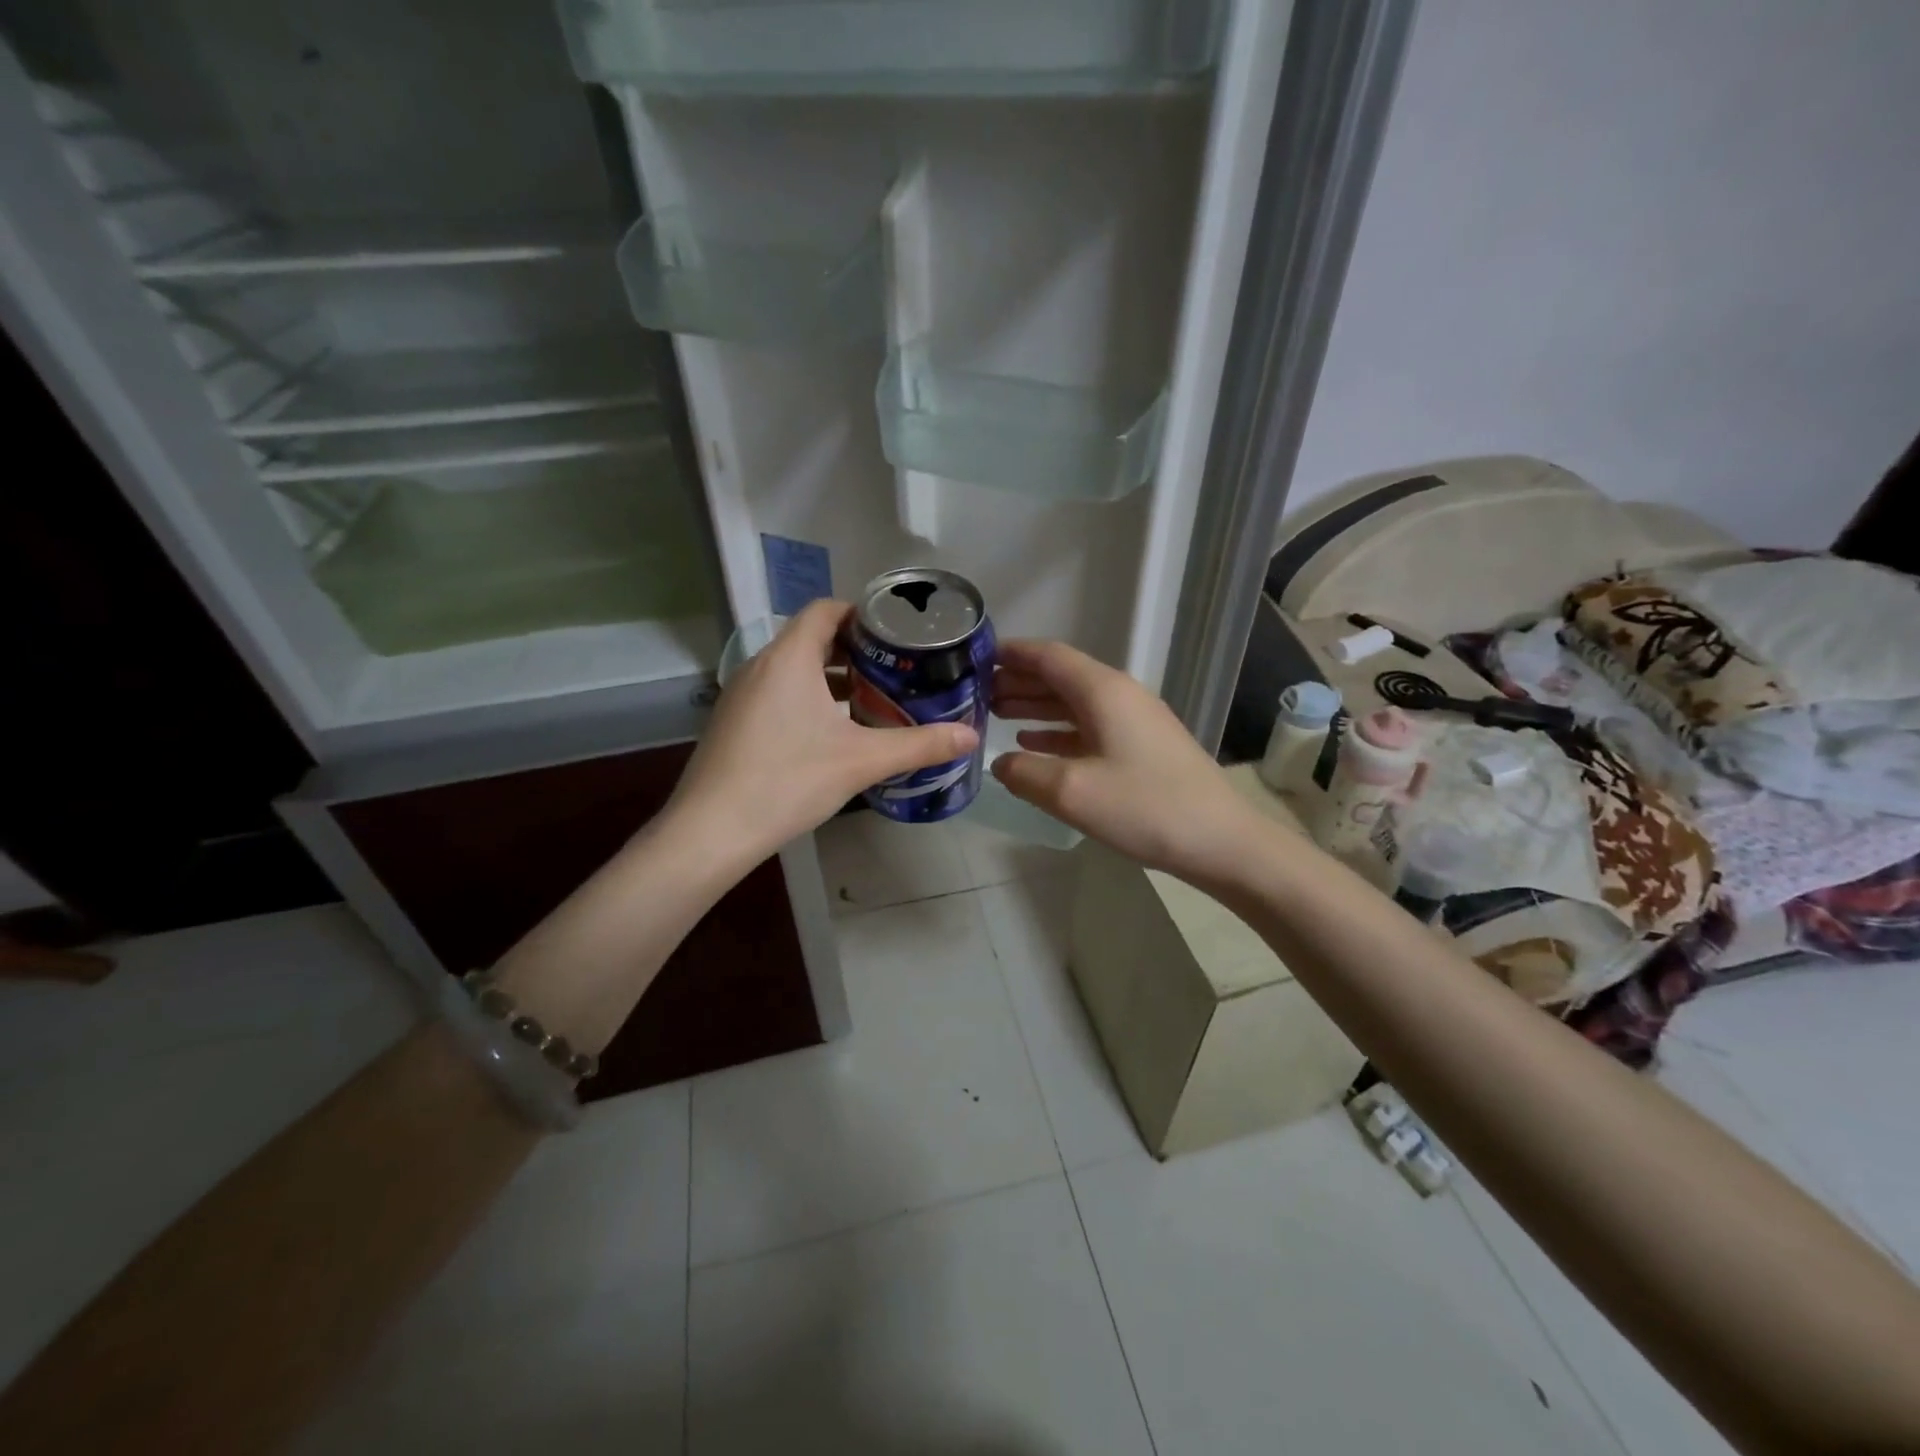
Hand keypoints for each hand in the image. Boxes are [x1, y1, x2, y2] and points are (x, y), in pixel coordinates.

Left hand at [668, 599, 978, 866]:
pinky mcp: (733, 722)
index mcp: (789, 658)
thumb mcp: (862, 761)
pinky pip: (777, 693)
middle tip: (895, 671)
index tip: (896, 635)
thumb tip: (972, 737)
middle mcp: (760, 666)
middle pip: (812, 639)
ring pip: (794, 670)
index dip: (862, 614)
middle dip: (855, 651)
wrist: (711, 830)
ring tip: (872, 701)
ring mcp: (741, 695)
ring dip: (831, 679)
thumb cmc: (788, 780)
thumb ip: (919, 745)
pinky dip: (807, 699)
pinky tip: (832, 735)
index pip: (825, 610)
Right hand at [990, 639, 1264, 887]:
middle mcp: (1118, 695)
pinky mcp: (1142, 746)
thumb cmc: (1143, 807)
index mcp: (1102, 691)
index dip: (1011, 654)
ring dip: (1035, 705)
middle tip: (976, 692)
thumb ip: (1024, 773)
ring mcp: (1133, 720)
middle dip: (1018, 680)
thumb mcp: (1071, 792)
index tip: (975, 657)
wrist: (1220, 840)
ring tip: (996, 713)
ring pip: (1073, 702)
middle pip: (1060, 676)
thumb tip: (999, 763)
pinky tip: (1033, 742)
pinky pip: (1089, 725)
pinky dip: (1058, 730)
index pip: (1049, 656)